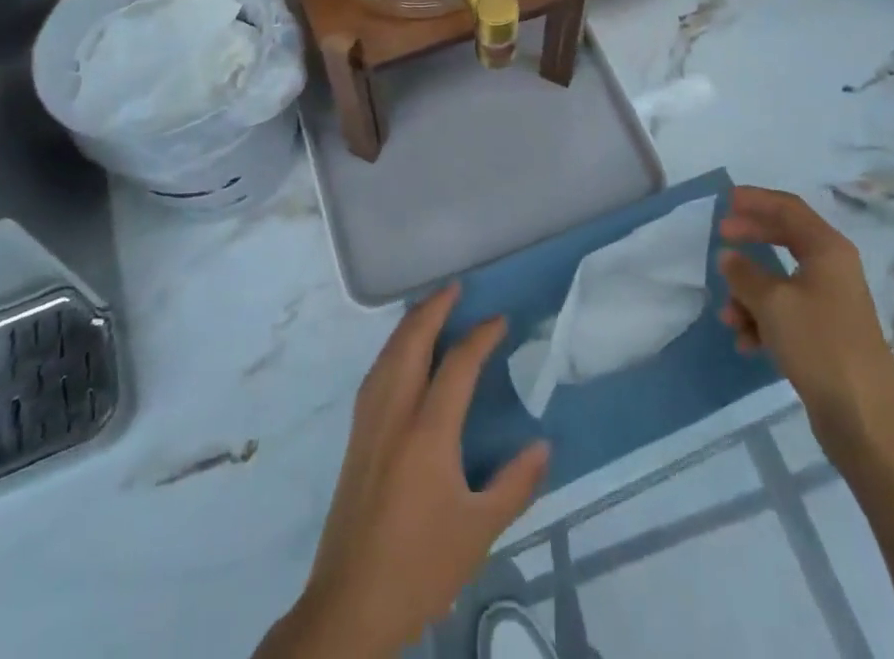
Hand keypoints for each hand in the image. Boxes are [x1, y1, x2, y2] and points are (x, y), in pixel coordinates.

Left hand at [269, 285, 549, 658]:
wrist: (350, 605)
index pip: (457, 365)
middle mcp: (394, 413)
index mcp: (427, 432)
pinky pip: (376, 373)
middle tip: (455, 288)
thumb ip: (515, 483)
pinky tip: (400, 355)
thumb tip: (543, 444)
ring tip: (430, 308)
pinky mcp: (355, 437)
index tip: (499, 320)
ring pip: (388, 354)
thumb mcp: (479, 531)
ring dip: (410, 324)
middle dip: (433, 308)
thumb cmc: (420, 567)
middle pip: (411, 342)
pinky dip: (393, 348)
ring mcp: (369, 423)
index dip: (480, 336)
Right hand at [717, 187, 893, 465]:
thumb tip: (729, 256)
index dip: (756, 200)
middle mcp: (833, 269)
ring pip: (780, 281)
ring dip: (749, 292)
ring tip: (728, 316)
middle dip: (750, 238)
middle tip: (720, 237)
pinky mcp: (826, 334)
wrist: (865, 419)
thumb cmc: (819, 345)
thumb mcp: (771, 303)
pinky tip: (746, 342)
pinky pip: (786, 312)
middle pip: (785, 238)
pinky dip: (762, 320)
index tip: (725, 201)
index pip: (788, 208)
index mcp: (828, 250)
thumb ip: (744, 273)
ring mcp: (831, 303)